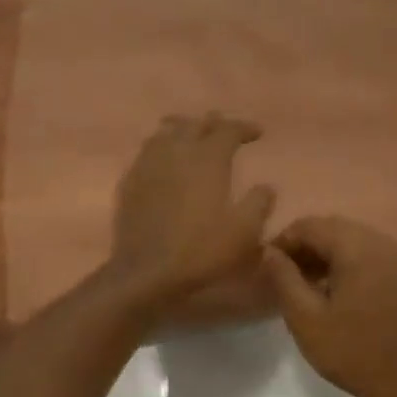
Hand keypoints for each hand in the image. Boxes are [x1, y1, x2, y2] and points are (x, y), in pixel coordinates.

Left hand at [110, 114, 275, 312]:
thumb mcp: (245, 232)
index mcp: (208, 159)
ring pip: (166, 132)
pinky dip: (162, 147)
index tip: (258, 133)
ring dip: (184, 129)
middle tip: (227, 131)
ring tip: (194, 137)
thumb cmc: (201, 250)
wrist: (146, 273)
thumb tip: (266, 187)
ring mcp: (148, 165)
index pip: (228, 130)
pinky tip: (165, 161)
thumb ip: (259, 204)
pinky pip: (147, 151)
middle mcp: (177, 152)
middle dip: (214, 124)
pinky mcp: (130, 182)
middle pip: (195, 124)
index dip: (244, 127)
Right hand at [262, 217, 396, 396]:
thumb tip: (270, 251)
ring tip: (307, 284)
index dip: (283, 240)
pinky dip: (349, 263)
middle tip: (284, 275)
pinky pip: (372, 256)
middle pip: (334, 228)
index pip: (311, 225)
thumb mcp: (306, 319)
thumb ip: (284, 279)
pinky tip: (337, 292)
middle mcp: (382, 243)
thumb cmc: (353, 353)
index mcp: (357, 247)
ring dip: (327, 254)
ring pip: (354, 241)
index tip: (266, 264)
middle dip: (306, 246)